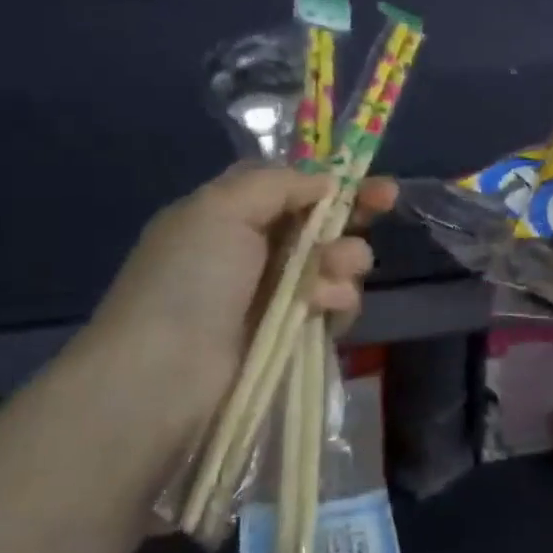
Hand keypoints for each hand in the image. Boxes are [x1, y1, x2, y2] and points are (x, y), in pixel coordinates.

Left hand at [75, 165, 397, 438]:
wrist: (166, 375)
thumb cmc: (190, 281)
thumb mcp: (220, 210)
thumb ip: (277, 184)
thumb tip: (324, 182)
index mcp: (231, 213)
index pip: (293, 186)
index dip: (332, 178)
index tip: (370, 177)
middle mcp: (255, 249)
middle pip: (321, 221)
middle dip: (353, 212)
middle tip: (386, 201)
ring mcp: (276, 293)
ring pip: (335, 262)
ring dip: (345, 259)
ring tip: (334, 272)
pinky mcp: (293, 332)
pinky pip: (334, 304)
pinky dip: (338, 300)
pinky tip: (327, 307)